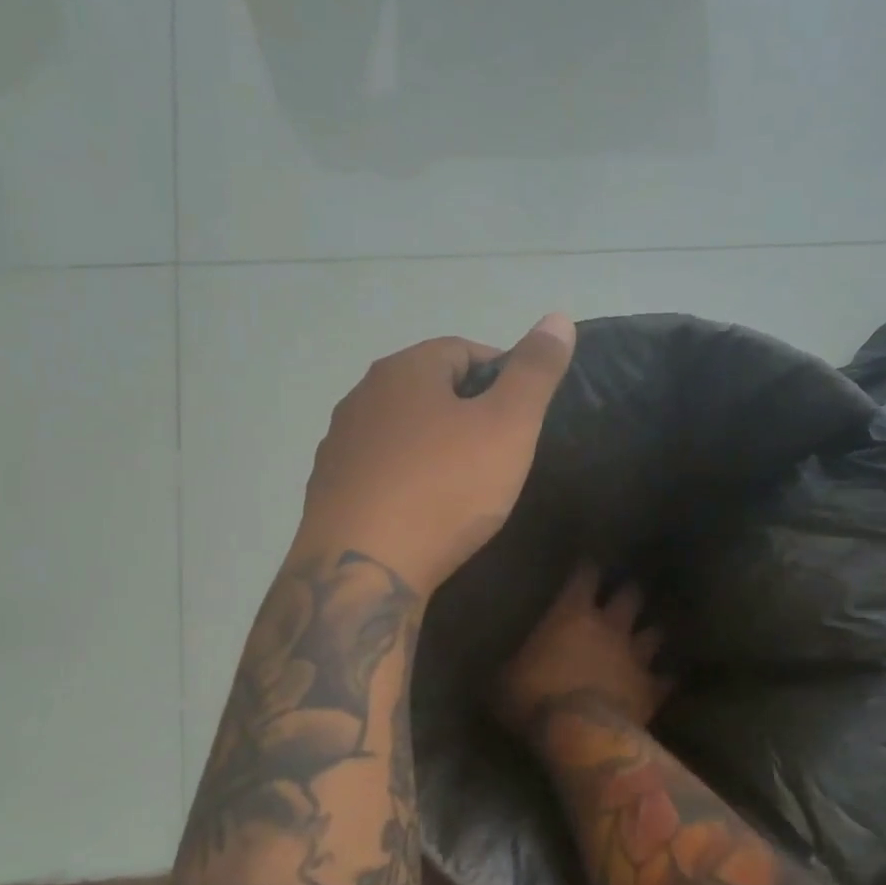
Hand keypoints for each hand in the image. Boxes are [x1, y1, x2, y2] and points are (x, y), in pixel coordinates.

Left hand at [293, 314, 576, 591]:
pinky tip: (420, 510)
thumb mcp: (509, 426)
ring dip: (431, 446)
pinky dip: (403, 480)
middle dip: (465, 411)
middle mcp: (362, 397)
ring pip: (399, 432)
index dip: (500, 373)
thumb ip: (535, 372)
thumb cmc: (444, 488)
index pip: (461, 349)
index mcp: (404, 370)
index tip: (524, 412)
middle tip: (499, 450)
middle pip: (426, 389)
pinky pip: (378, 472)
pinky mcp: (327, 491)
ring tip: (461, 483)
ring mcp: (339, 445)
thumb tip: (557, 317)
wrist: (363, 568)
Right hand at [498, 566, 672, 741]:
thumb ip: (510, 666)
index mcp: (571, 615)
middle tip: (625, 593)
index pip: (584, 577)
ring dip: (650, 633)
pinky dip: (663, 679)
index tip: (587, 564)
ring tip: (650, 634)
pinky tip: (665, 680)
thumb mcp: (504, 680)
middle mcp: (609, 627)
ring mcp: (635, 657)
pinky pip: (664, 679)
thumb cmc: (535, 698)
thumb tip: (498, 666)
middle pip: (628, 597)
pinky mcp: (651, 688)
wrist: (579, 733)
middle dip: (627, 593)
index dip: (586, 569)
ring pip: (653, 634)